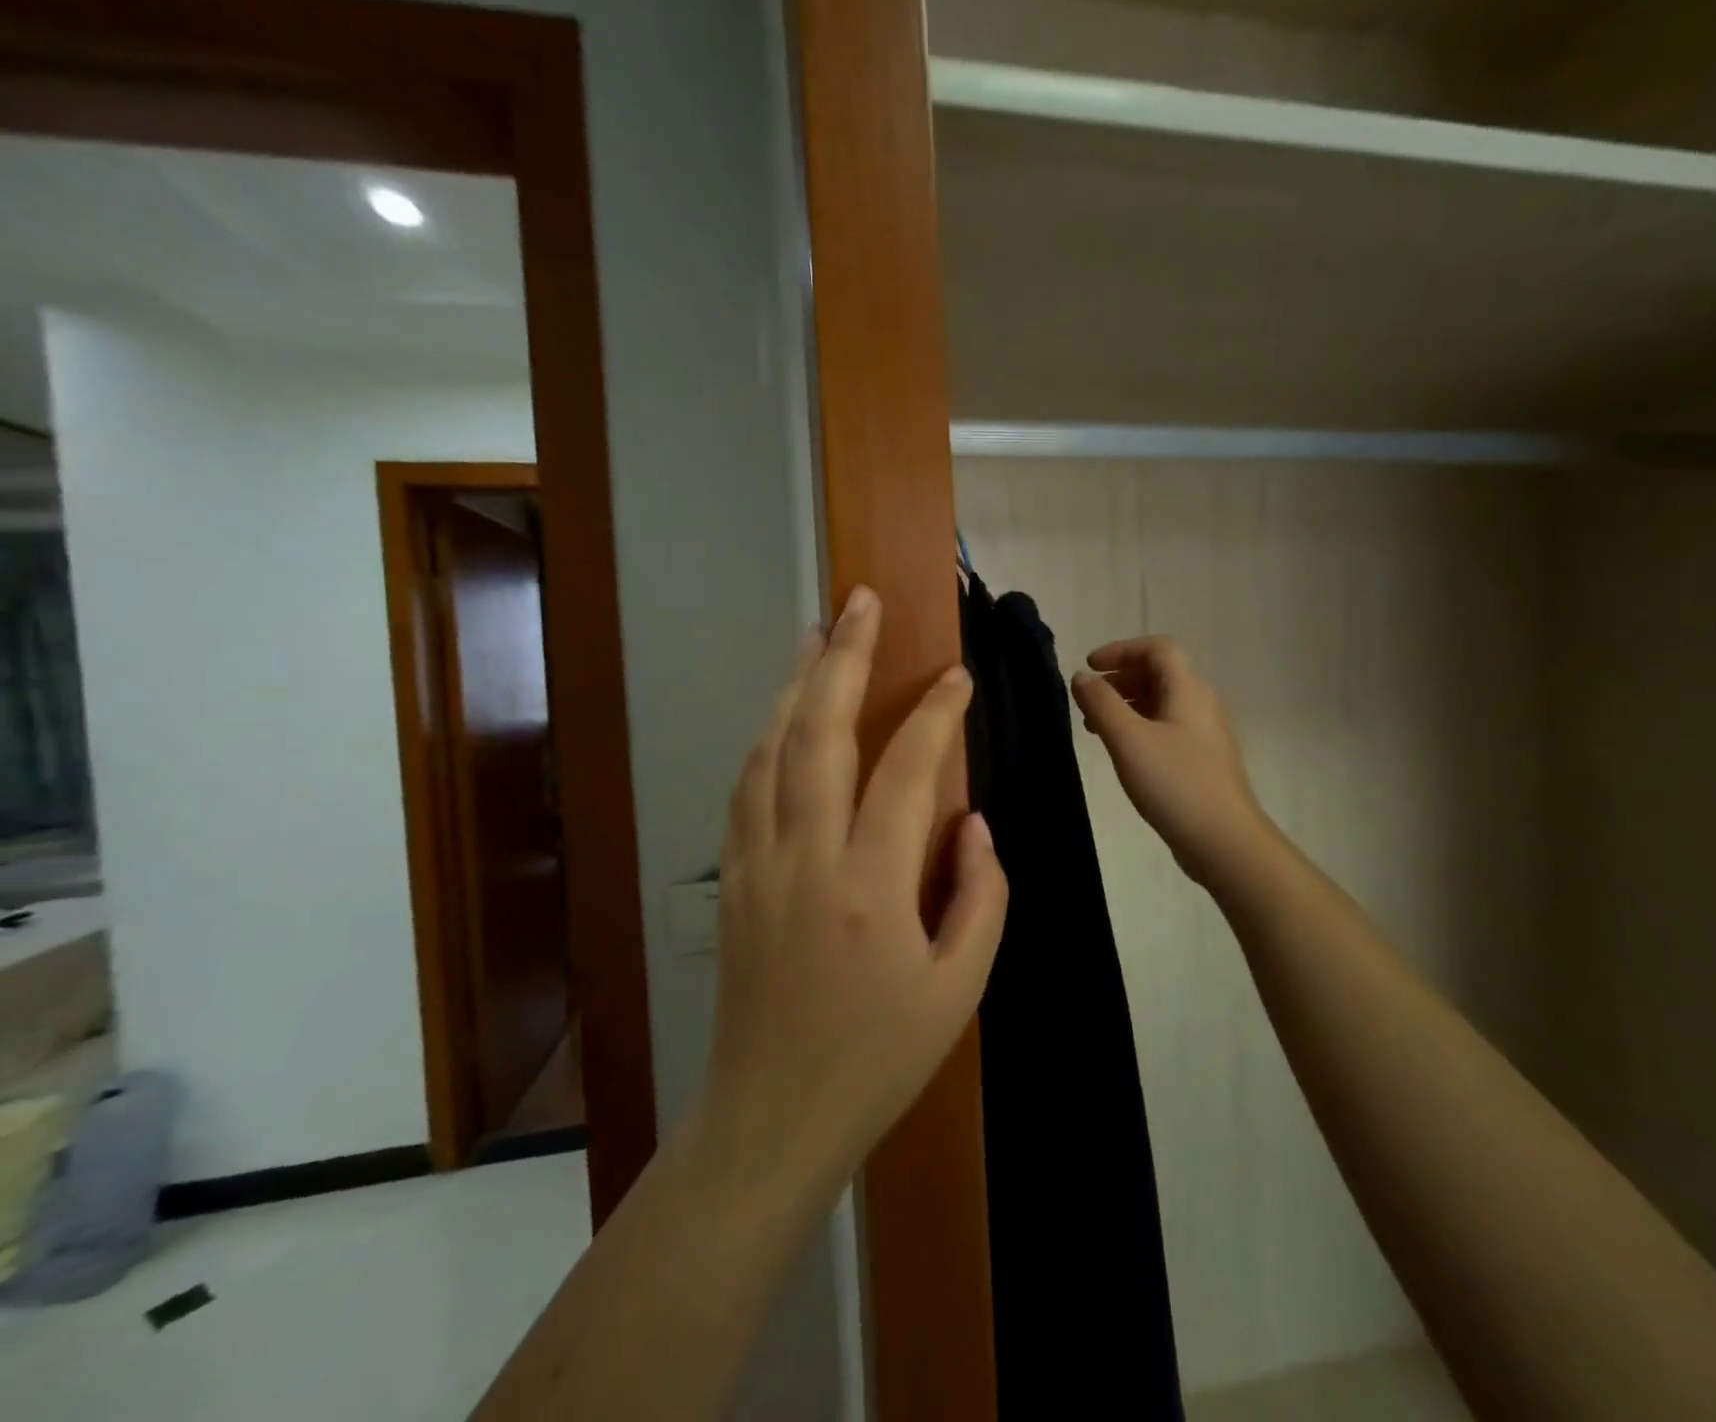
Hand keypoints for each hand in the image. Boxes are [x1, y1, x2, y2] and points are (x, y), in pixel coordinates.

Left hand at [701, 587, 1008, 1202]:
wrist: (771, 1116)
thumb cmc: (877, 1058)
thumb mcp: (958, 990)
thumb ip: (980, 897)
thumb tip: (973, 823)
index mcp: (870, 887)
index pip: (906, 772)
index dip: (936, 716)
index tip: (957, 676)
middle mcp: (805, 858)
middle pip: (819, 734)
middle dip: (844, 659)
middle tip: (861, 602)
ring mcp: (757, 863)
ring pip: (771, 750)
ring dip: (796, 685)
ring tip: (818, 634)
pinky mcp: (732, 878)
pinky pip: (746, 787)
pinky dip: (767, 737)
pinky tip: (782, 715)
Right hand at [1071, 636, 1269, 889]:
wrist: (1224, 841)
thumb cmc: (1174, 783)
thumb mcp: (1128, 740)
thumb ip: (1101, 704)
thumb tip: (1081, 676)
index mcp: (1188, 690)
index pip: (1157, 649)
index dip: (1120, 650)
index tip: (1089, 667)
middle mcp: (1200, 704)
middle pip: (1159, 673)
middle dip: (1119, 678)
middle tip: (1086, 698)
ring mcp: (1204, 734)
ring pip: (1161, 703)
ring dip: (1126, 704)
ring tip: (1094, 726)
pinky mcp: (1201, 760)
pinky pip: (1166, 727)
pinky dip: (1138, 727)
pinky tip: (1121, 751)